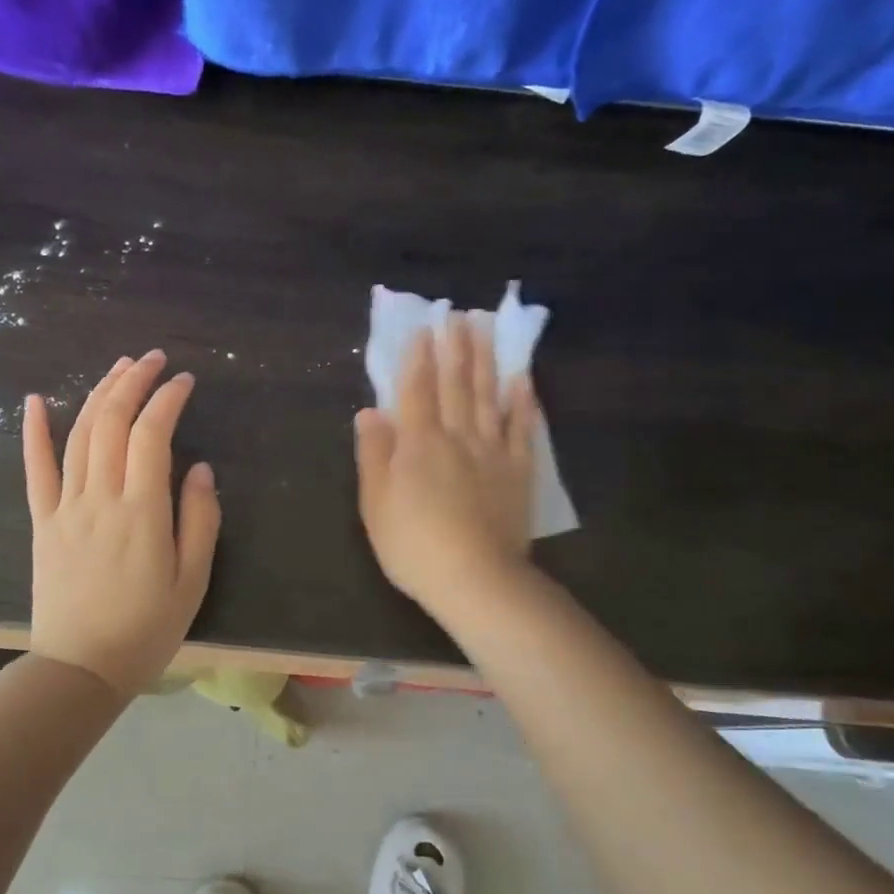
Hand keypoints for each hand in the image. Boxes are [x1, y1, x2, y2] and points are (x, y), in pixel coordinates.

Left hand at [22, 351, 219, 696]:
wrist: (80, 669)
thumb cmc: (146, 629)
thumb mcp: (192, 582)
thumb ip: (199, 521)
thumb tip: (198, 469)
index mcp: (142, 512)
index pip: (152, 435)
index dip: (168, 399)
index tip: (185, 380)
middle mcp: (101, 498)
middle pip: (112, 422)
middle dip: (134, 382)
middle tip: (154, 359)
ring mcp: (66, 507)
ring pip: (79, 435)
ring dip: (99, 394)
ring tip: (119, 368)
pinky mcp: (43, 522)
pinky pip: (35, 469)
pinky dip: (34, 432)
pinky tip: (36, 400)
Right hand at [354, 314, 536, 618]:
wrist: (475, 578)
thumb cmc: (414, 545)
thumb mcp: (376, 504)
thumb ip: (374, 454)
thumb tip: (370, 412)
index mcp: (418, 443)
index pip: (416, 390)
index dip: (417, 358)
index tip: (423, 328)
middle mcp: (457, 436)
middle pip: (456, 384)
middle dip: (455, 348)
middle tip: (459, 315)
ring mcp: (492, 451)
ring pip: (488, 396)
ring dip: (486, 361)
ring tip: (485, 329)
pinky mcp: (518, 471)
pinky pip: (521, 428)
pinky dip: (522, 401)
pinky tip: (522, 378)